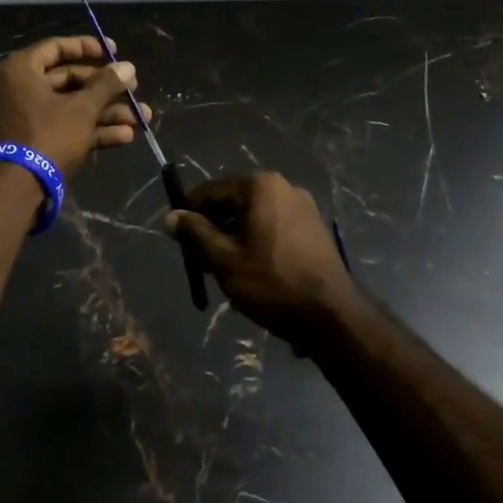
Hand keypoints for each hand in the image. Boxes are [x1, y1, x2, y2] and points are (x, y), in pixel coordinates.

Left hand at [0, 36, 148, 180]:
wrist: (19, 188)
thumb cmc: (48, 135)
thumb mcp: (82, 108)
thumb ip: (106, 84)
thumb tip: (128, 66)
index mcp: (21, 70)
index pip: (56, 47)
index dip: (87, 47)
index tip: (114, 51)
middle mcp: (21, 89)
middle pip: (69, 80)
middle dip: (106, 89)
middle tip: (134, 90)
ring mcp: (28, 117)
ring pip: (73, 107)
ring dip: (107, 112)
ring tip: (141, 118)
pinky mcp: (37, 141)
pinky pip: (67, 127)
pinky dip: (94, 130)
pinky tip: (125, 136)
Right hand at [164, 174, 357, 346]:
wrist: (333, 316)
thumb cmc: (272, 283)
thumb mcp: (224, 260)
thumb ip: (195, 234)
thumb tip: (170, 216)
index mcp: (260, 186)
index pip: (210, 191)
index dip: (190, 215)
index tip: (181, 243)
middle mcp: (283, 187)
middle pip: (233, 202)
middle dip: (214, 228)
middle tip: (203, 261)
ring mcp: (303, 207)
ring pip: (254, 217)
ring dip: (235, 238)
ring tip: (228, 271)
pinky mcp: (314, 228)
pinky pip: (274, 227)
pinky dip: (258, 242)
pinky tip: (255, 272)